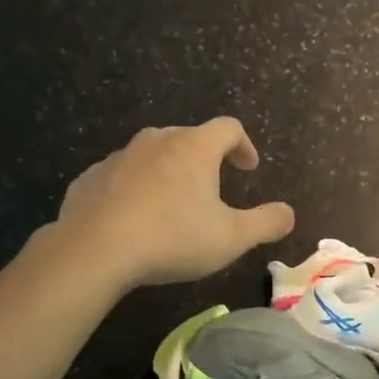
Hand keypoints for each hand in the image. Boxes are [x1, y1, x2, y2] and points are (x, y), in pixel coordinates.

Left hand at [56, 118, 295, 288]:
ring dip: (167, 174)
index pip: (228, 128)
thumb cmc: (172, 238)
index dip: (243, 145)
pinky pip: (120, 177)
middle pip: (188, 138)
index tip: (248, 168)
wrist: (94, 250)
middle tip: (212, 188)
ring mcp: (119, 157)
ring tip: (171, 207)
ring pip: (152, 156)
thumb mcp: (231, 238)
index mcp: (193, 147)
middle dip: (204, 159)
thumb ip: (266, 223)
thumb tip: (289, 213)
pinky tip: (133, 219)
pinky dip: (133, 190)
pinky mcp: (90, 178)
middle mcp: (156, 140)